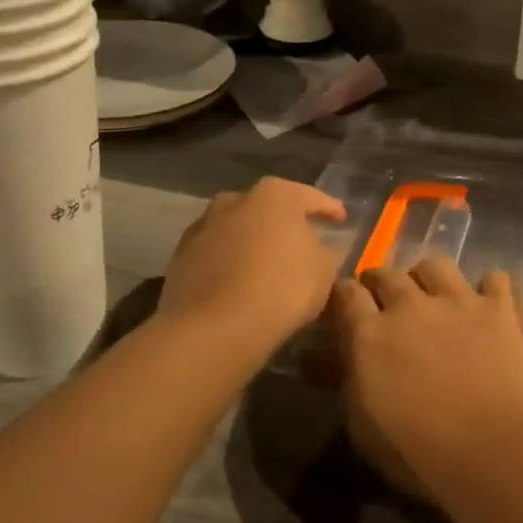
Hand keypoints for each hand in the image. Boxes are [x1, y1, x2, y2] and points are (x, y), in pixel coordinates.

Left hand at [159, 177, 346, 361]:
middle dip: (285, 223)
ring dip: (253, 241)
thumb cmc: (282, 288)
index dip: (329, 209)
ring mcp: (203, 226)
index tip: (342, 220)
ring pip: (238, 229)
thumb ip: (329, 252)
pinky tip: (239, 282)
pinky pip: (217, 253)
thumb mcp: (324, 271)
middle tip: (303, 242)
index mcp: (275, 195)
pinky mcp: (181, 255)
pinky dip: (230, 261)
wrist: (215, 327)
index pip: (311, 197)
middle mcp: (236, 199)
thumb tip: (326, 248)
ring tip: (268, 264)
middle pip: (269, 209)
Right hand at [328, 257, 522, 500]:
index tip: (346, 306)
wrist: (498, 451)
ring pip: (435, 266)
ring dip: (428, 278)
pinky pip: (495, 279)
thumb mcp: (365, 429)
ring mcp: (459, 301)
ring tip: (433, 296)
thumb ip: (349, 382)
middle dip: (381, 282)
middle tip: (384, 300)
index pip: (346, 294)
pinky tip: (489, 305)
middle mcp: (412, 305)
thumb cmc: (423, 454)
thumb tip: (332, 359)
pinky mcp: (501, 308)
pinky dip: (489, 288)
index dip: (344, 296)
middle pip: (387, 274)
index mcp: (371, 334)